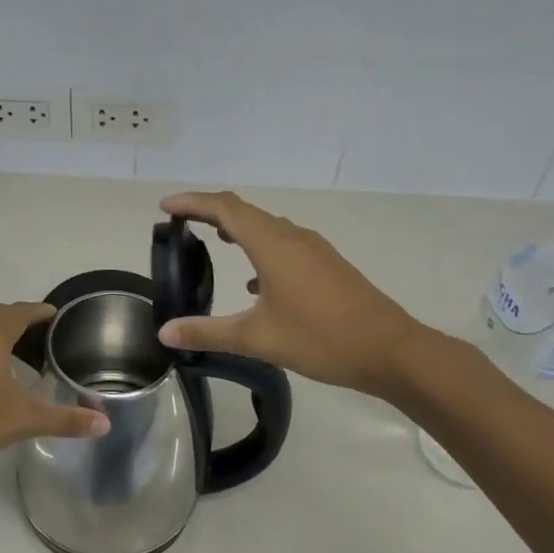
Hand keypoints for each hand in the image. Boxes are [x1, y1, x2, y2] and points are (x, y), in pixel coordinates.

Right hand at [157, 192, 425, 397]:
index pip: (224, 208)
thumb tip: (164, 331)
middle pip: (245, 211)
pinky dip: (260, 250)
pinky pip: (284, 244)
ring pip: (267, 227)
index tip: (165, 207)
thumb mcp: (257, 338)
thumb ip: (207, 332)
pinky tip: (253, 283)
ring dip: (238, 229)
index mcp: (273, 245)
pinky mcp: (327, 265)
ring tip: (212, 240)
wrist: (389, 350)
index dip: (192, 203)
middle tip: (181, 222)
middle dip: (210, 211)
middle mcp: (293, 237)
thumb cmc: (320, 338)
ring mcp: (314, 249)